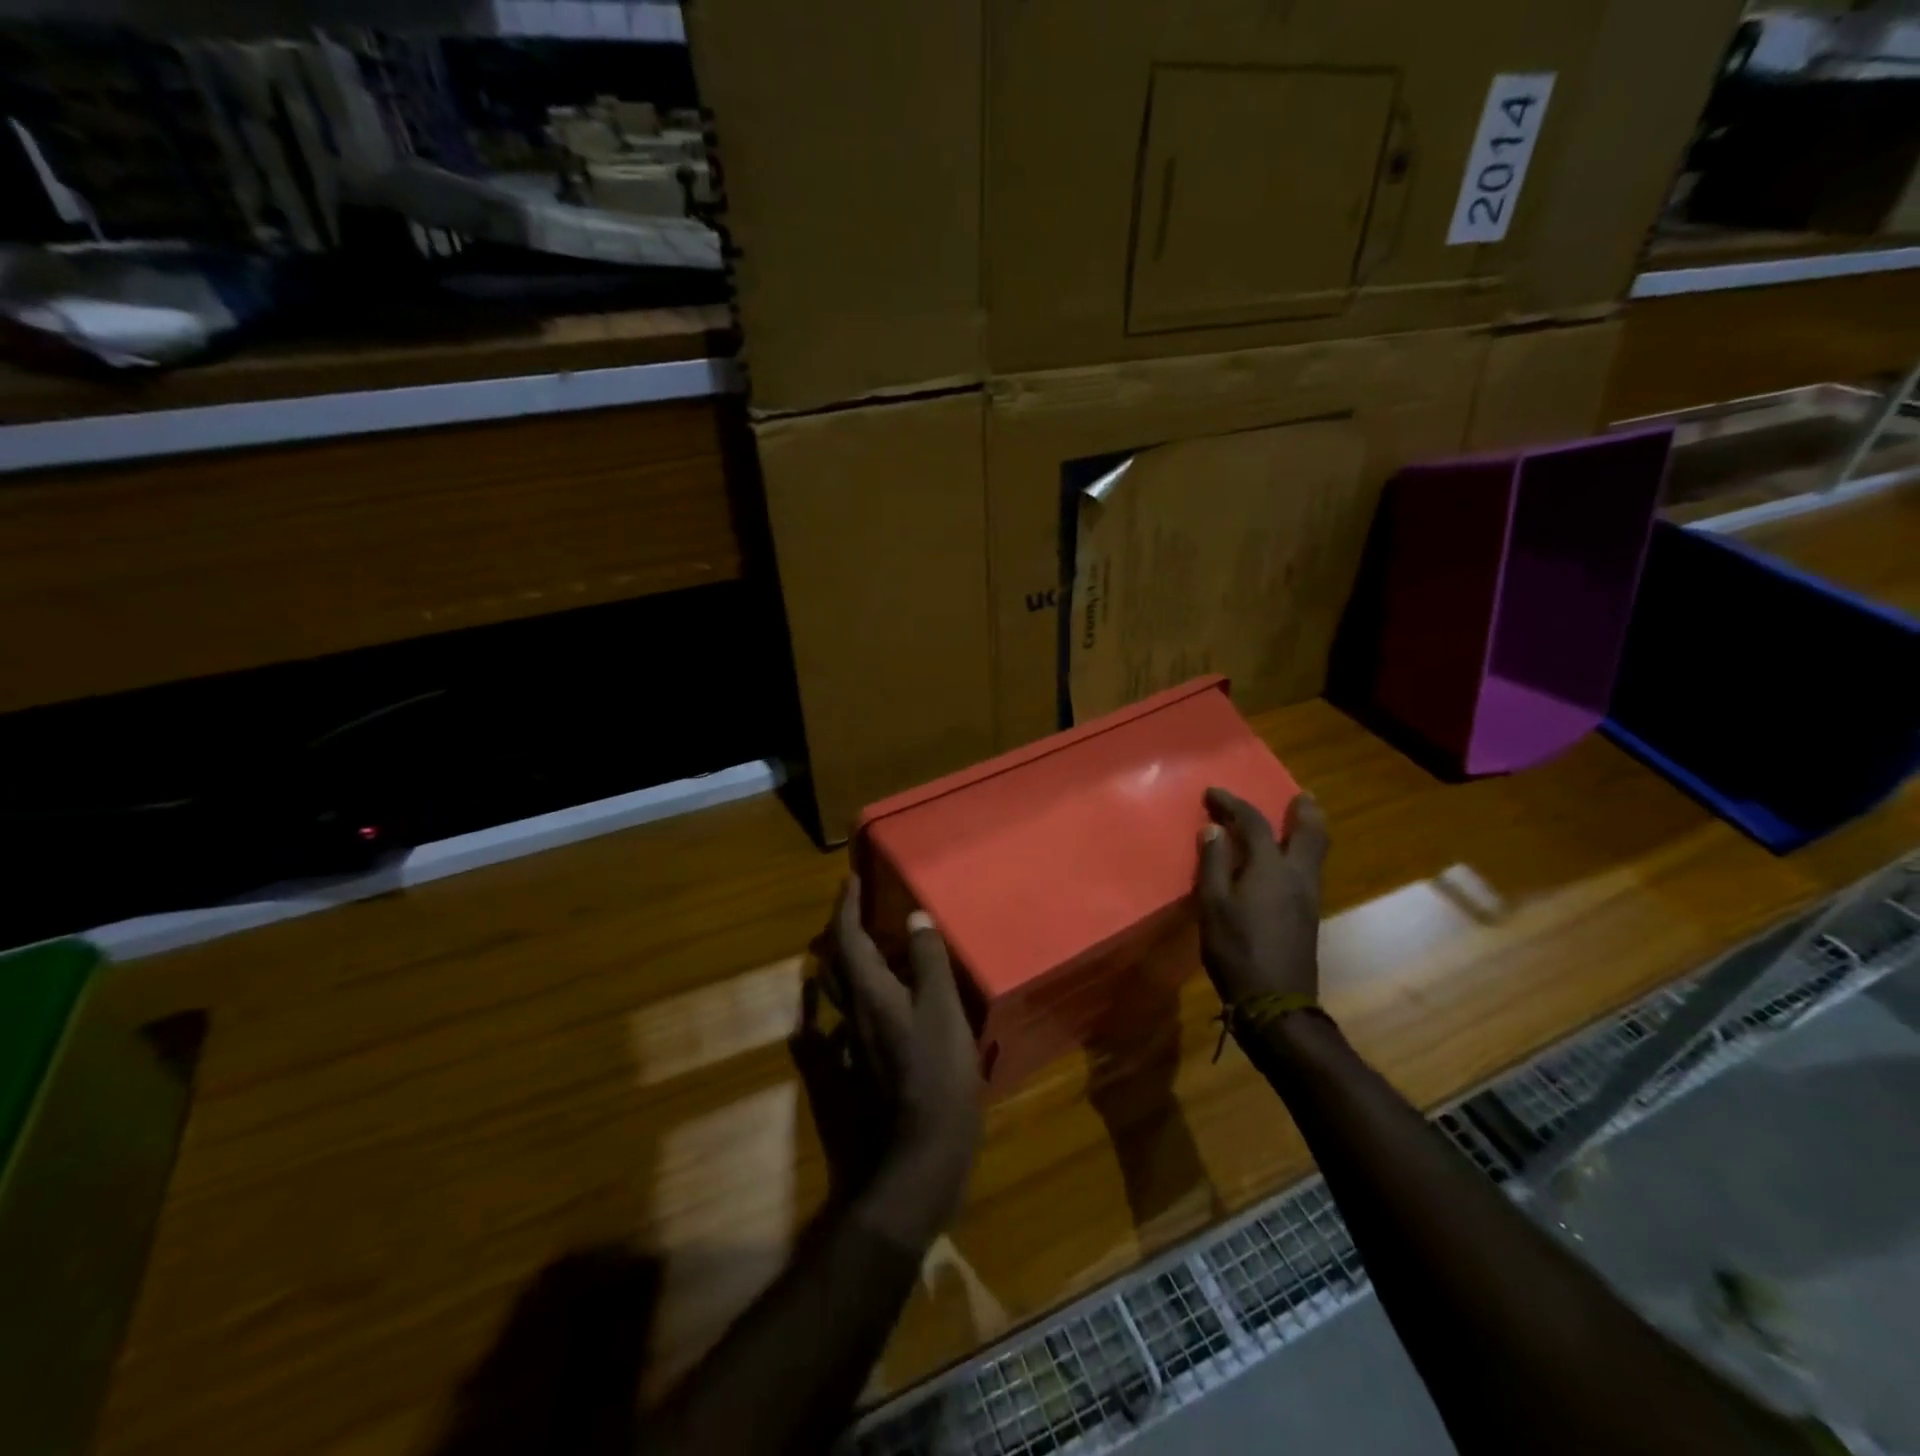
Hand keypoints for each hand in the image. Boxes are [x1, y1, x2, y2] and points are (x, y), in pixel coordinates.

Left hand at [820, 877, 982, 1248]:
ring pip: (840, 994)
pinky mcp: (853, 1075)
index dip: (846, 907)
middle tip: (859, 912)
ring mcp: (849, 1049)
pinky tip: (863, 1010)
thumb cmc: (936, 1079)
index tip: (850, 881)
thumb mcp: (943, 1013)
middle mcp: (851, 1016)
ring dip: (847, 965)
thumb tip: (913, 917)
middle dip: (842, 933)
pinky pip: (842, 1028)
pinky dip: (847, 1007)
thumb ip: (928, 964)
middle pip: (836, 965)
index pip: (847, 939)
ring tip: (870, 950)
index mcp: (870, 994)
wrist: (913, 1161)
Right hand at [1196, 788, 1329, 1006]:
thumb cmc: (1236, 949)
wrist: (1275, 1001)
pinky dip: (1302, 852)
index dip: (1233, 804)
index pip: (1254, 823)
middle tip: (1300, 795)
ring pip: (1316, 852)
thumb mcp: (1213, 905)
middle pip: (1310, 833)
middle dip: (1304, 811)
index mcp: (1270, 868)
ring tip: (1298, 819)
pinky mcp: (1308, 915)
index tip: (1212, 793)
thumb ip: (1214, 864)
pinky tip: (1287, 860)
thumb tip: (1213, 830)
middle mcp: (1297, 876)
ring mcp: (1308, 897)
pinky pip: (1309, 869)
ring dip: (1308, 830)